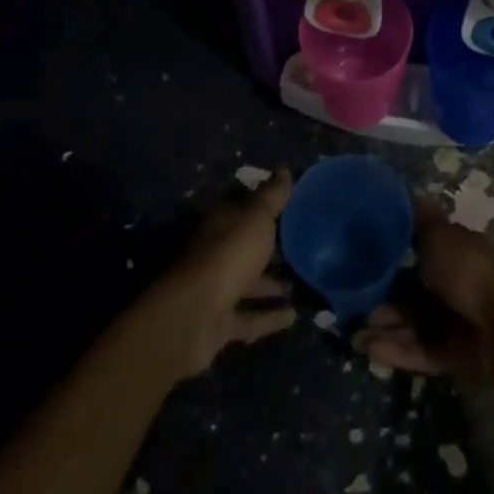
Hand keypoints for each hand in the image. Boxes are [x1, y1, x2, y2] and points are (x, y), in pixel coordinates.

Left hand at [154, 169, 297, 378]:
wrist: (194, 315)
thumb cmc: (228, 253)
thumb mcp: (256, 216)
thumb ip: (272, 196)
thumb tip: (284, 169)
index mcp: (218, 223)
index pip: (240, 206)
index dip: (261, 203)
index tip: (286, 203)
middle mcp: (213, 253)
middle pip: (243, 247)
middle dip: (266, 248)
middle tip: (298, 246)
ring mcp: (214, 290)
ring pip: (246, 283)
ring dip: (270, 285)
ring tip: (300, 284)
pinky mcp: (218, 324)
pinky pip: (249, 317)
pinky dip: (269, 316)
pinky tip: (294, 316)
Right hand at [353, 204, 493, 386]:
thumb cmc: (471, 272)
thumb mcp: (440, 236)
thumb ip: (418, 221)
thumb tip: (402, 194)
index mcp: (453, 250)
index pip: (418, 246)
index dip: (390, 249)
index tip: (359, 251)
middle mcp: (452, 283)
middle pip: (410, 288)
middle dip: (381, 294)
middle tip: (349, 298)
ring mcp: (452, 321)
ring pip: (410, 321)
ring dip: (382, 325)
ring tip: (351, 331)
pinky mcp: (450, 355)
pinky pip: (416, 349)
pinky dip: (393, 348)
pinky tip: (365, 347)